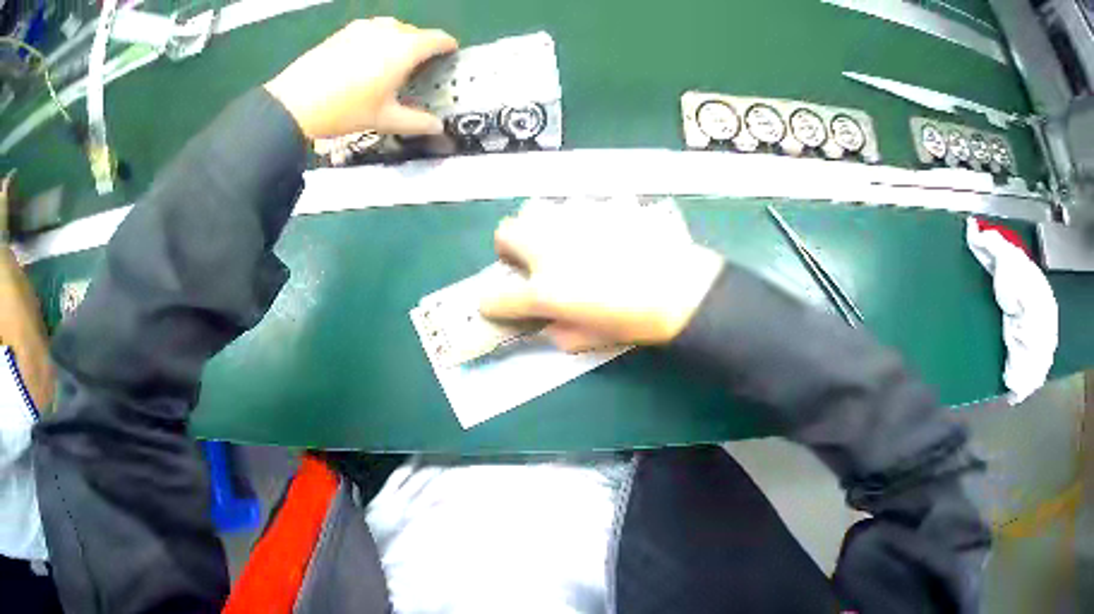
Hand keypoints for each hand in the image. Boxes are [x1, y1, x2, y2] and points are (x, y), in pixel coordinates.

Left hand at [264, 18, 457, 138]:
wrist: (295, 102)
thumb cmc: (345, 110)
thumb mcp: (384, 119)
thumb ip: (416, 122)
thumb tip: (438, 128)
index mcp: (406, 48)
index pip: (439, 39)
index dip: (448, 47)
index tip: (449, 57)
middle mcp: (390, 30)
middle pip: (417, 33)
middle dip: (422, 47)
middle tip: (417, 70)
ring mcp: (365, 27)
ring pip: (394, 28)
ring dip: (399, 41)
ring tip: (391, 63)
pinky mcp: (345, 31)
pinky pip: (372, 29)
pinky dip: (378, 40)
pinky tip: (366, 60)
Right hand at [480, 198, 724, 350]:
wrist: (684, 289)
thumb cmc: (639, 320)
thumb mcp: (595, 338)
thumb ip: (562, 331)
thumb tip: (552, 325)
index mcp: (545, 290)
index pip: (494, 298)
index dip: (492, 304)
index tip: (498, 305)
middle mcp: (550, 247)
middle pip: (505, 232)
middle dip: (511, 246)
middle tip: (531, 261)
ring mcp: (576, 219)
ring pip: (539, 208)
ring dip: (542, 226)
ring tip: (567, 240)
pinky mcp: (601, 204)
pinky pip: (581, 204)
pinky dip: (584, 217)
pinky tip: (605, 231)